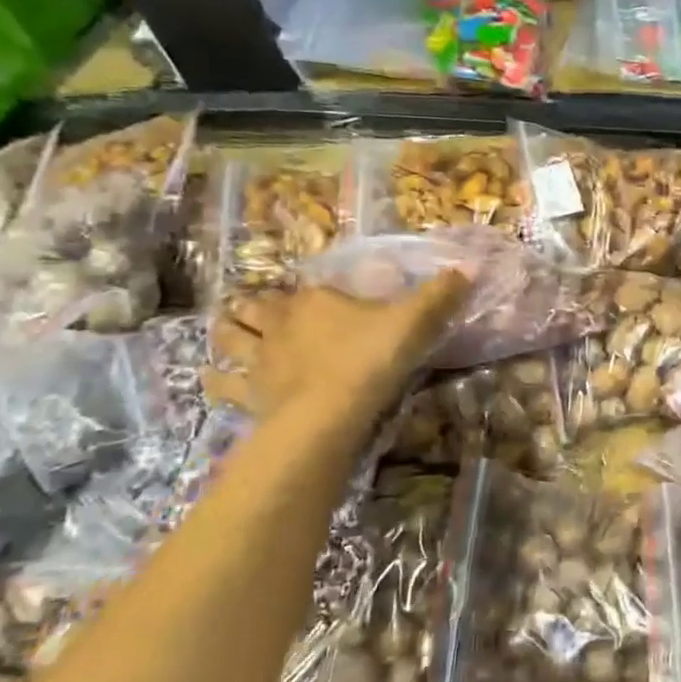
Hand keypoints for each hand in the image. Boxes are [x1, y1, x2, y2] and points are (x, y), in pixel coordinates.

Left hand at [205, 273, 468, 420]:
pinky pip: (222, 384)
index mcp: (315, 302)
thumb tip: (468, 267)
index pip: (305, 289)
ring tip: (226, 332)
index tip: (313, 297)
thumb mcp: (414, 322)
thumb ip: (440, 296)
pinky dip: (215, 379)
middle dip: (252, 306)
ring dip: (226, 332)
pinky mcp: (249, 395)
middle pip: (254, 308)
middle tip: (254, 308)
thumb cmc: (370, 360)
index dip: (306, 293)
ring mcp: (259, 360)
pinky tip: (212, 378)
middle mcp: (279, 324)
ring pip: (229, 338)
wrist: (329, 413)